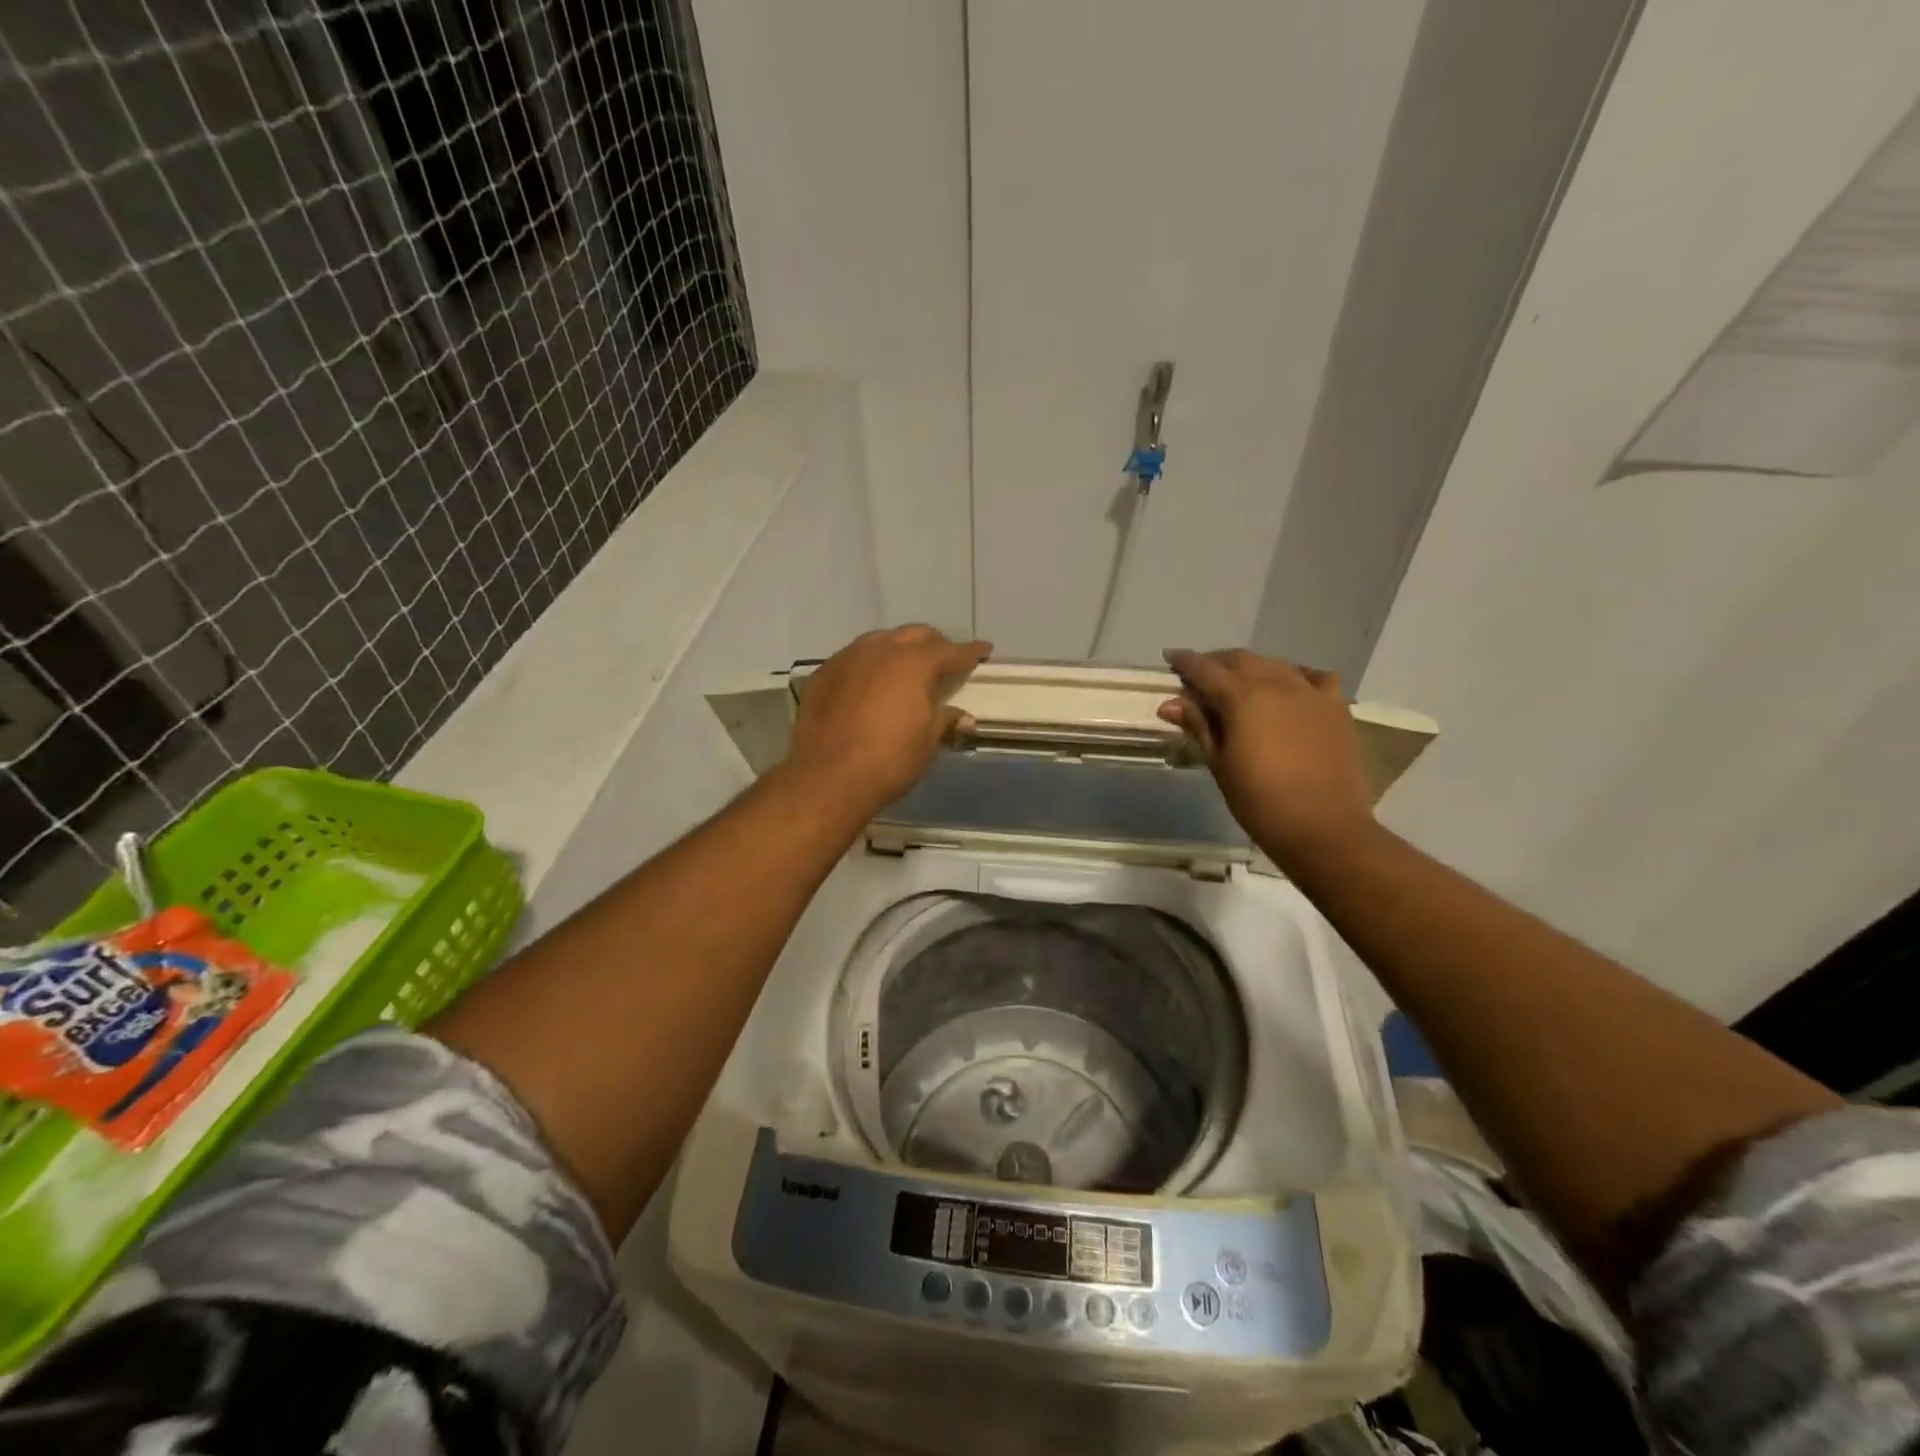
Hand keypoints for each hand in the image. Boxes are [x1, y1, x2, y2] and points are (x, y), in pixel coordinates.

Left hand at [785, 626, 992, 812]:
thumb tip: (964, 718)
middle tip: (945, 659)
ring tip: (907, 666)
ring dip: (899, 648)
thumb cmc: (888, 761)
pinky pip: (853, 657)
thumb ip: (946, 721)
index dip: (971, 651)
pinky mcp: (823, 674)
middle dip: (934, 644)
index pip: (950, 651)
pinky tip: (871, 681)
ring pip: (880, 640)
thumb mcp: (927, 743)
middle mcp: (880, 650)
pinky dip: (870, 663)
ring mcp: (847, 658)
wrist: (827, 778)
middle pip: (914, 635)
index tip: (984, 649)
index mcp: (913, 663)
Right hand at [1159, 648, 1374, 869]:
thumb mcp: (1219, 764)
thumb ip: (1198, 726)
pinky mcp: (1335, 706)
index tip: (1170, 658)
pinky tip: (1289, 689)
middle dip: (1216, 663)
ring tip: (1239, 683)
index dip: (1185, 662)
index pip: (1205, 669)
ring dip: (1251, 668)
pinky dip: (1295, 676)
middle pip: (1240, 660)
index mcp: (1241, 696)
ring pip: (1274, 664)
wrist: (1323, 827)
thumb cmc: (1259, 801)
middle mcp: (1276, 683)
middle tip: (1200, 676)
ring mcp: (1309, 692)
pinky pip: (1312, 677)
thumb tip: (1170, 704)